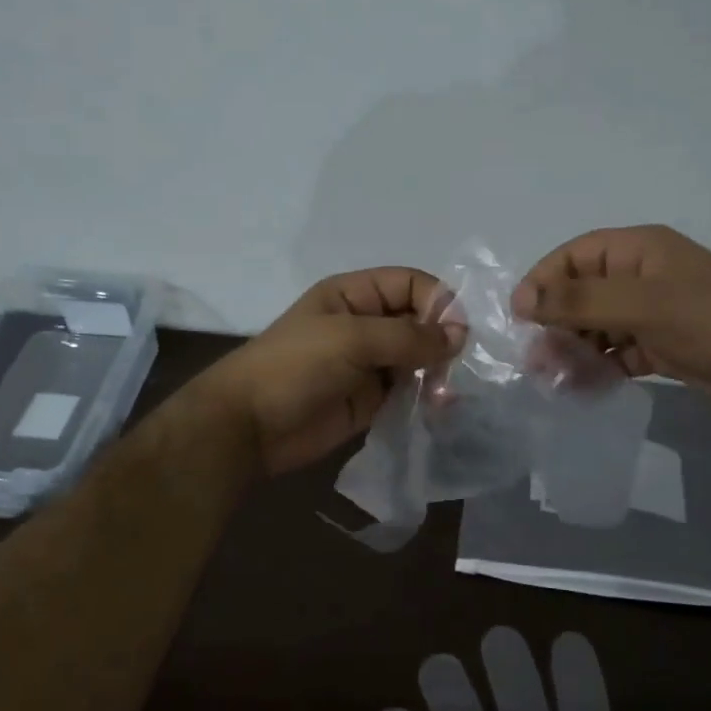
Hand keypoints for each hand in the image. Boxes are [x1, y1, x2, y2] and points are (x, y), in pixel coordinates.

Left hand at [196, 268, 454, 474]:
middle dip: (441, 340)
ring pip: (418, 358)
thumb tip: (459, 336)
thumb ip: (407, 336)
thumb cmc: (295, 367)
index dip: (438, 301)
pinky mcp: (371, 399)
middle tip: (456, 367)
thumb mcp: (351, 339)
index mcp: (354, 295)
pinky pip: (409, 391)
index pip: (410, 284)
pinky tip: (439, 407)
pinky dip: (427, 396)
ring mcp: (369, 363)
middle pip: (419, 321)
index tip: (458, 332)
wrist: (250, 426)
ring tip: (445, 392)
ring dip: (437, 371)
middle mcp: (365, 324)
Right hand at [512, 225, 710, 420]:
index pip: (575, 256)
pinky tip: (583, 389)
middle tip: (537, 359)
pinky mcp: (661, 346)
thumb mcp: (642, 305)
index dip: (544, 281)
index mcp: (638, 251)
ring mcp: (652, 313)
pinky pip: (617, 353)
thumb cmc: (710, 323)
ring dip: (574, 350)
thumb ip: (580, 301)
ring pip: (597, 327)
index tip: (520, 316)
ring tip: (554, 379)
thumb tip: (523, 300)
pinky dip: (599, 368)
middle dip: (556, 324)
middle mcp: (642, 277)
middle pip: (582, 294)